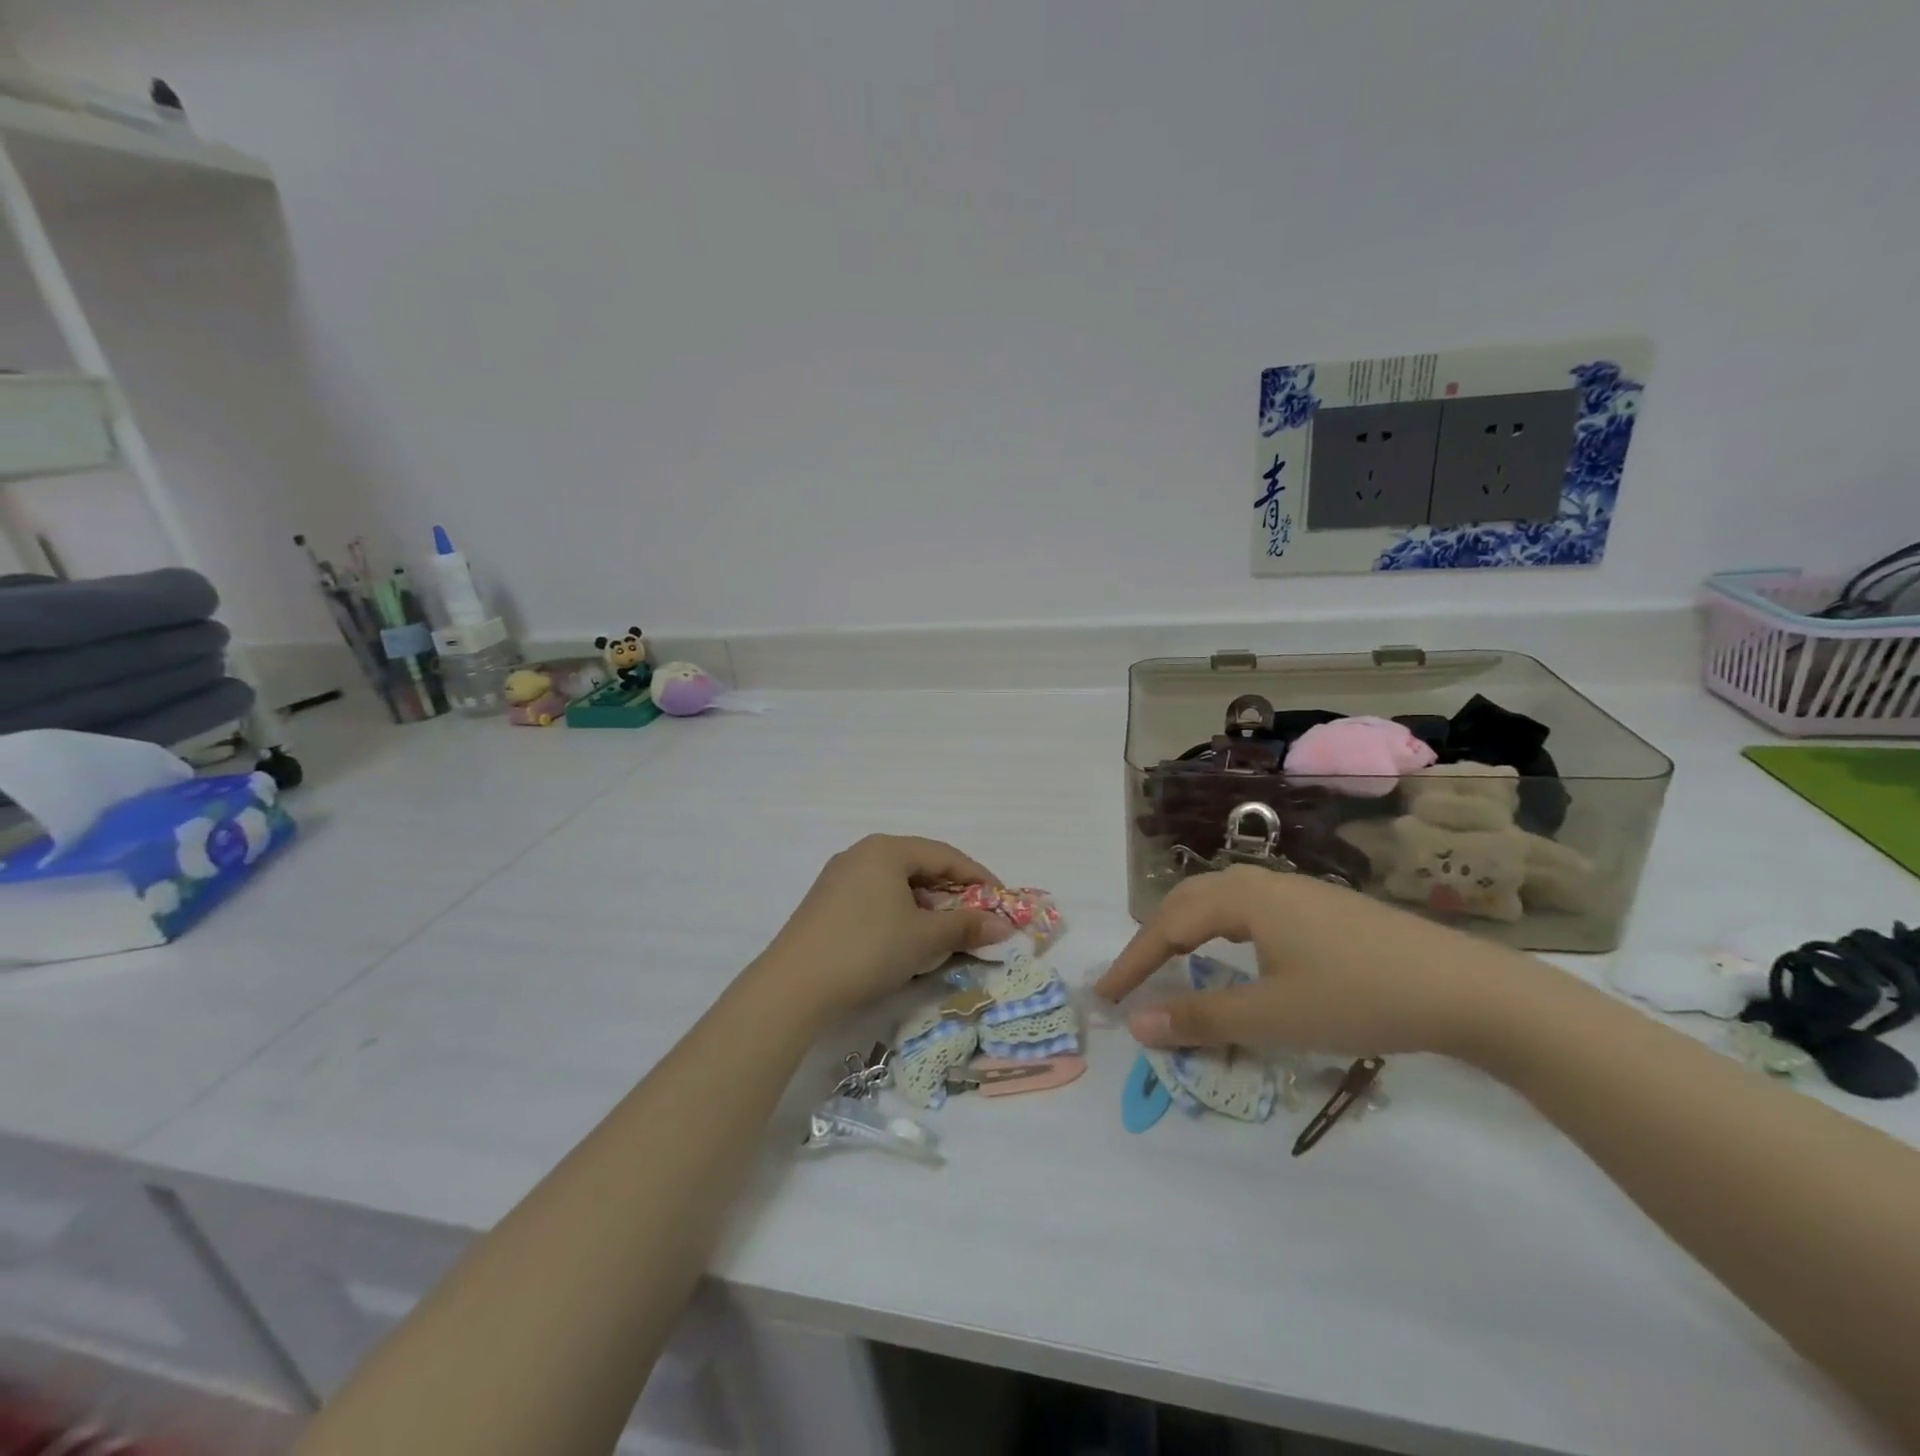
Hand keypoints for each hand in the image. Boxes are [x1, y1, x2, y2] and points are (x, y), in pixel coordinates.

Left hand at [752, 835, 1010, 1018]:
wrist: (793, 986)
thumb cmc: (868, 949)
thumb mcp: (924, 938)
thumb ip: (965, 926)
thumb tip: (1003, 926)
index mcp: (886, 849)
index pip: (945, 855)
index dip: (978, 877)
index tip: (1002, 902)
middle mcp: (861, 854)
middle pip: (919, 866)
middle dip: (952, 893)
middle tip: (977, 919)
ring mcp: (839, 878)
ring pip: (896, 884)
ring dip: (926, 906)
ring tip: (945, 933)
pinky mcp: (826, 903)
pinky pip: (875, 898)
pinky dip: (900, 913)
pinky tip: (907, 939)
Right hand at [1094, 866, 1531, 1060]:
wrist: (1466, 989)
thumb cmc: (1358, 998)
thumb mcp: (1272, 1016)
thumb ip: (1200, 1018)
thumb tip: (1136, 1024)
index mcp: (1242, 897)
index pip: (1167, 925)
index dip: (1133, 961)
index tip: (1105, 996)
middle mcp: (1263, 881)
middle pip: (1189, 902)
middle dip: (1154, 941)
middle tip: (1131, 980)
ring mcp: (1297, 890)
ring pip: (1221, 902)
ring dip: (1187, 932)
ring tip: (1172, 962)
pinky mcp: (1324, 908)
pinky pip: (1250, 910)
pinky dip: (1221, 932)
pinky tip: (1238, 954)